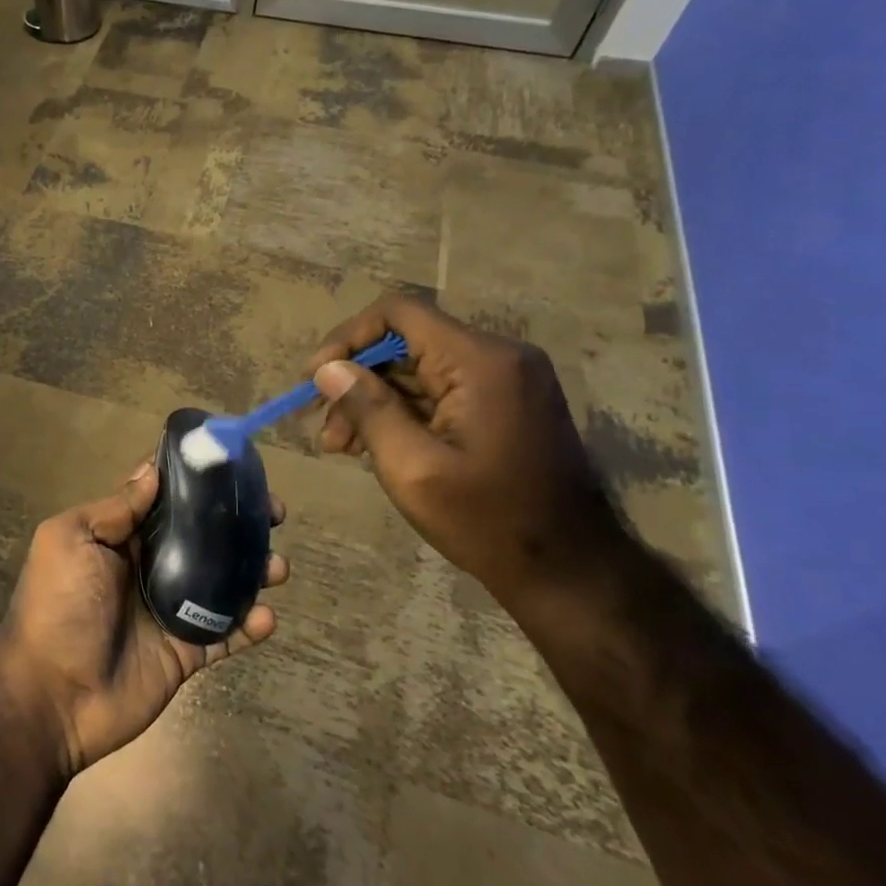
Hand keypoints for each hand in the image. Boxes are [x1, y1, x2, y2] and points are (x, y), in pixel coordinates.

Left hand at [0, 461, 287, 779]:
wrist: (51, 695)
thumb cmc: (57, 605)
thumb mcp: (72, 540)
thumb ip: (115, 509)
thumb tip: (153, 472)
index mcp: (119, 537)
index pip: (162, 499)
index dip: (195, 481)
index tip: (232, 466)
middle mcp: (147, 567)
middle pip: (201, 536)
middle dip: (237, 521)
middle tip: (273, 512)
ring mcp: (169, 610)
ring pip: (221, 581)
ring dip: (253, 570)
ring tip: (277, 566)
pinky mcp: (185, 651)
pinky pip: (225, 634)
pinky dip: (250, 624)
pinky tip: (266, 616)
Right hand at [307, 293, 618, 603]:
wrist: (570, 571)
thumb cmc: (487, 521)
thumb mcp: (411, 468)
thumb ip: (367, 409)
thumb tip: (328, 369)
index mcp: (480, 361)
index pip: (398, 314)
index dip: (347, 338)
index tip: (315, 379)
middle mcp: (497, 357)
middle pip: (405, 343)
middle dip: (356, 380)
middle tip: (325, 427)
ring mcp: (505, 380)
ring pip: (417, 369)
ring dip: (374, 400)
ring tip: (342, 445)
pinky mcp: (505, 402)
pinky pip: (439, 390)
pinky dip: (402, 411)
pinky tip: (375, 445)